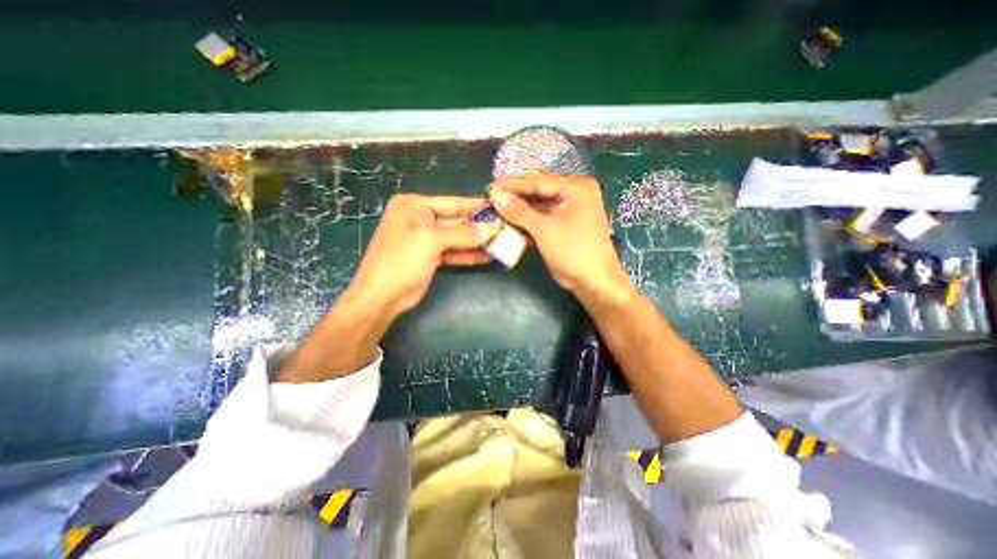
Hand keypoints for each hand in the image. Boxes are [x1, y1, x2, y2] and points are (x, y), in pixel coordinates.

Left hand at [349, 195, 497, 317]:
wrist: (381, 297)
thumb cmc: (401, 261)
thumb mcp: (431, 242)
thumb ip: (464, 234)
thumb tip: (493, 228)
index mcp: (414, 206)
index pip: (452, 203)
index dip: (476, 206)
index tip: (499, 208)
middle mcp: (420, 219)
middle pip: (456, 221)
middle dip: (479, 227)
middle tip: (505, 228)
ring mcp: (425, 239)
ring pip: (457, 238)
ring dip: (477, 242)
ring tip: (501, 243)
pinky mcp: (430, 257)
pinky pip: (453, 252)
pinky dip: (468, 254)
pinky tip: (488, 256)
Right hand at [489, 175, 629, 298]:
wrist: (593, 282)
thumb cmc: (573, 250)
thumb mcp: (544, 228)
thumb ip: (519, 211)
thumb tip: (495, 195)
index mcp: (575, 188)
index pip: (538, 182)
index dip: (513, 185)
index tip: (490, 187)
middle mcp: (573, 196)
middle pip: (537, 194)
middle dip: (514, 200)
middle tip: (490, 201)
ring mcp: (567, 213)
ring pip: (537, 209)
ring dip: (517, 213)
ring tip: (494, 213)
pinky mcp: (561, 228)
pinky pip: (540, 221)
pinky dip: (525, 224)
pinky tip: (507, 225)